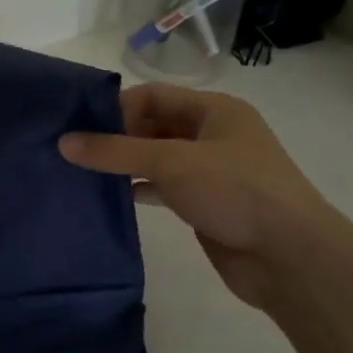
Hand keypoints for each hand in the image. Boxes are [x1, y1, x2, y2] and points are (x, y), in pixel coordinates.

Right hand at [59, 83, 340, 308]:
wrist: (289, 256)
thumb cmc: (234, 191)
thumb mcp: (170, 162)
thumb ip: (115, 152)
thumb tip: (63, 142)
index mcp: (215, 110)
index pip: (153, 95)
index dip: (116, 107)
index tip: (80, 127)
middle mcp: (213, 135)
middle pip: (154, 125)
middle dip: (117, 136)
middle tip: (75, 151)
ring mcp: (211, 171)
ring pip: (157, 158)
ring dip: (125, 165)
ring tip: (83, 173)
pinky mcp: (206, 204)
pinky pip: (164, 188)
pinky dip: (139, 189)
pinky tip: (111, 198)